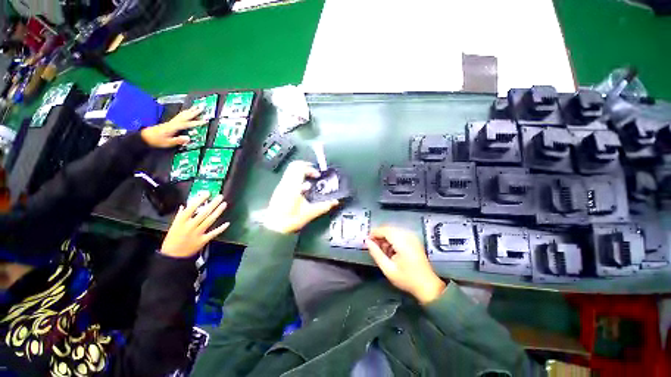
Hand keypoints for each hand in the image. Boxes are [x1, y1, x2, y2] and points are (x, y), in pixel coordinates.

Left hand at [140, 106, 205, 147]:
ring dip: (190, 110)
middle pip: (185, 116)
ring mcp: (172, 122)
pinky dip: (185, 113)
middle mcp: (173, 123)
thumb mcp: (168, 143)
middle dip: (194, 112)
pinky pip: (180, 116)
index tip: (205, 120)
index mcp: (174, 127)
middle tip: (202, 107)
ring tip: (196, 107)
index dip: (197, 122)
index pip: (187, 124)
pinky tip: (187, 112)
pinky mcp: (170, 122)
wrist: (145, 137)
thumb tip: (188, 138)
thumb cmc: (157, 140)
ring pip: (182, 114)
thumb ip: (178, 140)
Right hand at [161, 192, 228, 257]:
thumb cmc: (173, 239)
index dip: (200, 200)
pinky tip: (227, 223)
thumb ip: (181, 215)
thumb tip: (185, 205)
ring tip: (224, 204)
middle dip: (213, 204)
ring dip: (218, 211)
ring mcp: (197, 233)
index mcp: (181, 221)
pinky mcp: (203, 240)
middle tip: (220, 197)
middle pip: (203, 213)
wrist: (173, 256)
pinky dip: (221, 228)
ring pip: (210, 220)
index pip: (191, 208)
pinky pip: (214, 233)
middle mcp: (190, 226)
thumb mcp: (174, 225)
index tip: (207, 193)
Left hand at [264, 161, 339, 233]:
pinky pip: (288, 177)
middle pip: (294, 165)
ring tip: (310, 179)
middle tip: (314, 173)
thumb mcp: (310, 213)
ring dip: (301, 171)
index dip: (311, 168)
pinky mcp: (279, 189)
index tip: (317, 175)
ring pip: (290, 170)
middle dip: (306, 166)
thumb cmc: (291, 219)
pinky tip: (303, 188)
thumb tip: (335, 202)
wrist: (275, 227)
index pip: (300, 168)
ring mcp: (281, 186)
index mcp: (293, 186)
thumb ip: (324, 206)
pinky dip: (296, 178)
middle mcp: (286, 183)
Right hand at [365, 227, 445, 304]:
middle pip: (388, 229)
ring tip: (383, 251)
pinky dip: (392, 239)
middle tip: (374, 247)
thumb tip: (367, 242)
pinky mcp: (414, 239)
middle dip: (379, 236)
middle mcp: (408, 235)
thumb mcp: (388, 269)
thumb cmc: (407, 279)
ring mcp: (412, 236)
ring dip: (385, 238)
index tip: (367, 241)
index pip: (384, 230)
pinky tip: (391, 250)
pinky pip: (399, 233)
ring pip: (393, 230)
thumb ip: (376, 253)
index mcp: (402, 242)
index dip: (374, 233)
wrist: (427, 285)